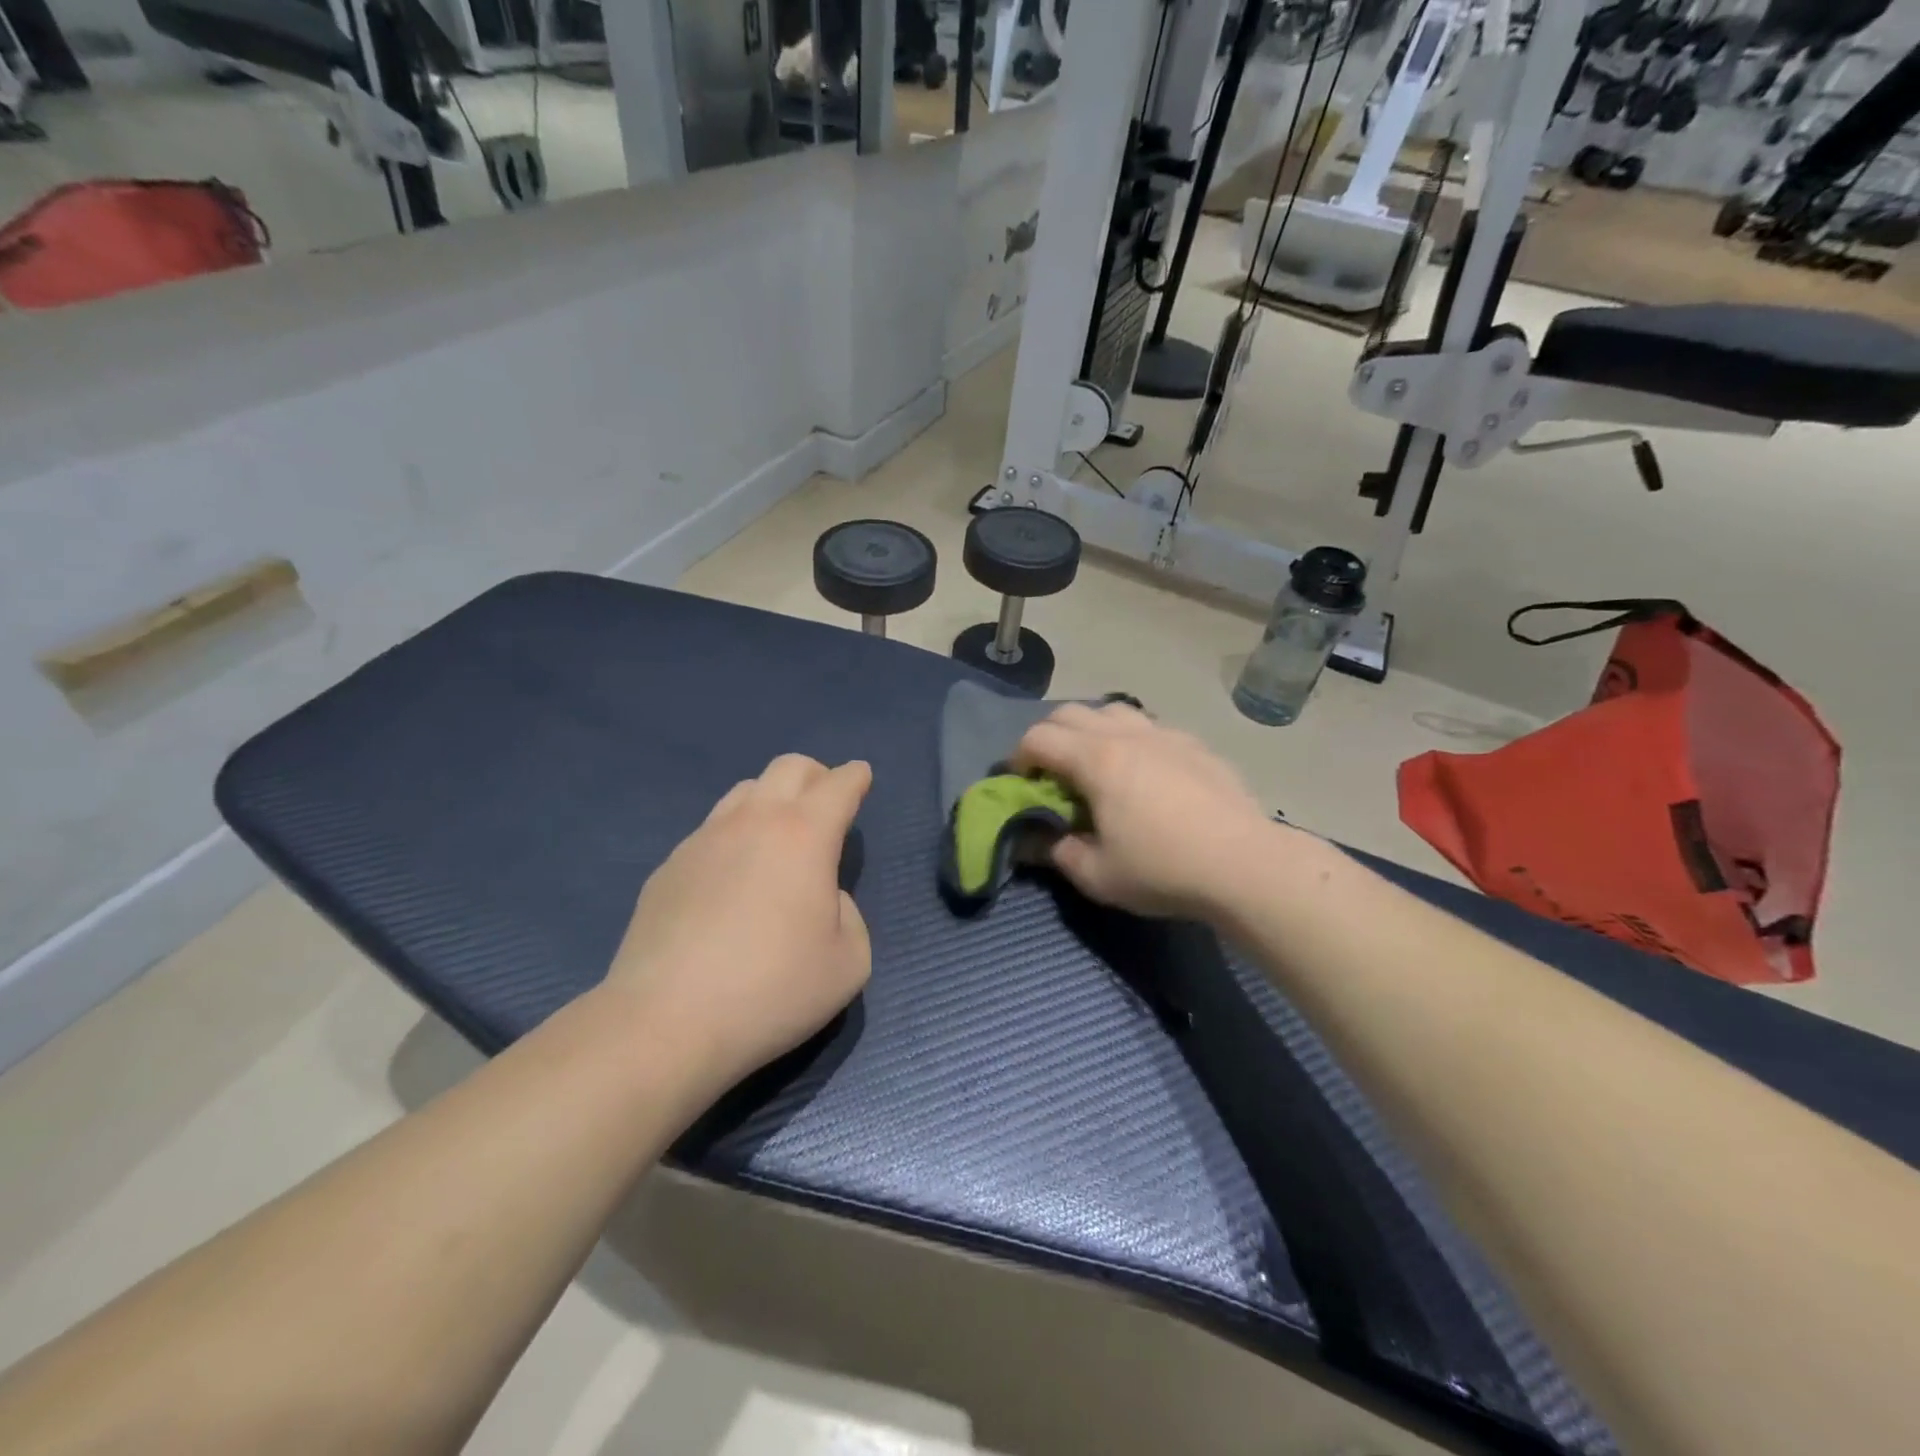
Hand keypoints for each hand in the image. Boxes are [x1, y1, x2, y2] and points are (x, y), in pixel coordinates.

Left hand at [606, 754, 872, 1097]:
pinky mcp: (668, 867)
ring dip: (771, 801)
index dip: (855, 777)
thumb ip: (850, 915)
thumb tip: (822, 898)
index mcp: (805, 835)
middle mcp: (754, 821)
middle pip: (788, 767)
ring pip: (744, 791)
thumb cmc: (772, 990)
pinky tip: (731, 881)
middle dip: (816, 775)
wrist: (666, 1022)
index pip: (838, 785)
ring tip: (778, 839)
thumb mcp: (850, 963)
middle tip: (825, 804)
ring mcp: (703, 839)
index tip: (861, 777)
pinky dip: (734, 838)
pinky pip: (710, 831)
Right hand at [1012, 702, 1276, 919]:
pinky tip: (1143, 771)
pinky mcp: (1194, 744)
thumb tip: (1036, 839)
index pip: (1038, 738)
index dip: (1018, 757)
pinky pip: (1149, 726)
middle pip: (1070, 713)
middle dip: (1048, 737)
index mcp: (1096, 760)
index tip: (1020, 783)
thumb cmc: (1163, 869)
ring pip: (1112, 711)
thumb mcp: (1097, 875)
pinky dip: (1130, 738)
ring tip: (1095, 763)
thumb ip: (1057, 852)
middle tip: (1050, 773)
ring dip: (1090, 729)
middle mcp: (1126, 735)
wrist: (1245, 865)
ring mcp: (1164, 734)